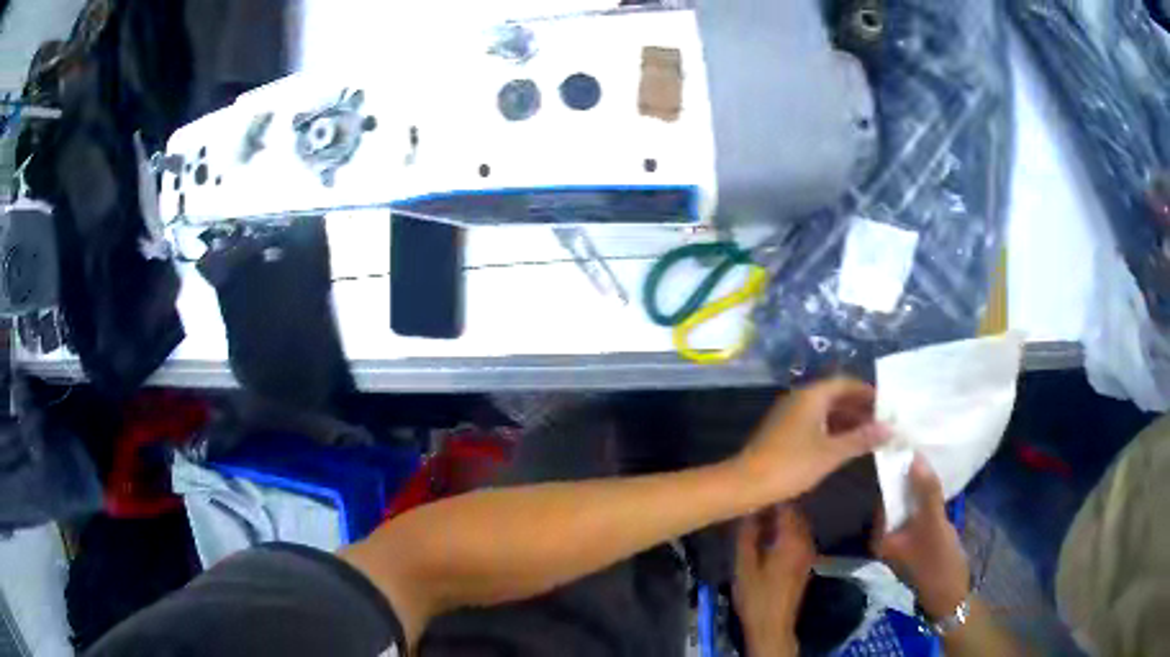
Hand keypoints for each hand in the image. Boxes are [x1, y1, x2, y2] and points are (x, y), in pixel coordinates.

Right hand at [734, 506, 814, 656]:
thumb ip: (747, 535)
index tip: (753, 490)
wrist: (772, 624)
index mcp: (792, 538)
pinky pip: (798, 536)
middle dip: (776, 506)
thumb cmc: (756, 595)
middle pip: (794, 513)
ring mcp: (808, 550)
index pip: (786, 505)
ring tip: (758, 518)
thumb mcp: (744, 564)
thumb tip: (747, 510)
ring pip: (797, 524)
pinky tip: (768, 537)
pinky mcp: (806, 560)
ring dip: (781, 519)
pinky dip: (785, 531)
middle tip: (753, 504)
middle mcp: (805, 540)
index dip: (770, 496)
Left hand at [739, 378, 889, 500]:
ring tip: (870, 434)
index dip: (867, 392)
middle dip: (859, 407)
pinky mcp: (784, 432)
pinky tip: (846, 446)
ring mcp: (790, 415)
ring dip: (847, 420)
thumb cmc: (791, 464)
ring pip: (825, 411)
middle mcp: (801, 398)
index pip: (845, 383)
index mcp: (812, 395)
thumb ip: (861, 439)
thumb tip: (890, 428)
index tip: (887, 403)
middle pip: (836, 396)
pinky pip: (815, 423)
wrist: (746, 483)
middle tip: (883, 421)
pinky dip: (833, 430)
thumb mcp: (831, 453)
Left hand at [874, 454, 970, 619]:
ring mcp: (902, 537)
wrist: (952, 594)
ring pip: (907, 503)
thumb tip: (915, 457)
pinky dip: (923, 495)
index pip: (881, 496)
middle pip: (894, 498)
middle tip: (914, 441)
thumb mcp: (934, 524)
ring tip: (923, 451)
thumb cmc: (938, 562)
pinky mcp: (917, 537)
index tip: (899, 442)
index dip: (891, 470)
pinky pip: (917, 510)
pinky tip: (932, 476)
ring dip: (916, 483)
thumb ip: (926, 492)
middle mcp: (886, 536)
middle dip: (904, 474)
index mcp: (880, 536)